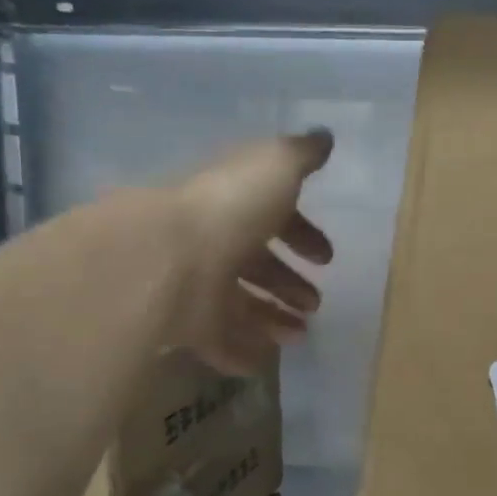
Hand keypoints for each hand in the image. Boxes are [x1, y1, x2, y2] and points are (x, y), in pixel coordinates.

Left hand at [163, 130, 334, 372]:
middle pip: (255, 264)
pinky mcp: (187, 326)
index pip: (269, 216)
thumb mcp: (275, 166)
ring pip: (240, 305)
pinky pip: (220, 341)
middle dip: (288, 283)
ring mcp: (197, 286)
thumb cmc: (231, 209)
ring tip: (301, 335)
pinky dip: (244, 350)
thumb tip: (324, 137)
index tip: (326, 257)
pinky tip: (268, 358)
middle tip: (314, 303)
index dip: (300, 233)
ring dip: (274, 319)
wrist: (170, 259)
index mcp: (233, 204)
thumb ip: (301, 154)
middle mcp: (213, 243)